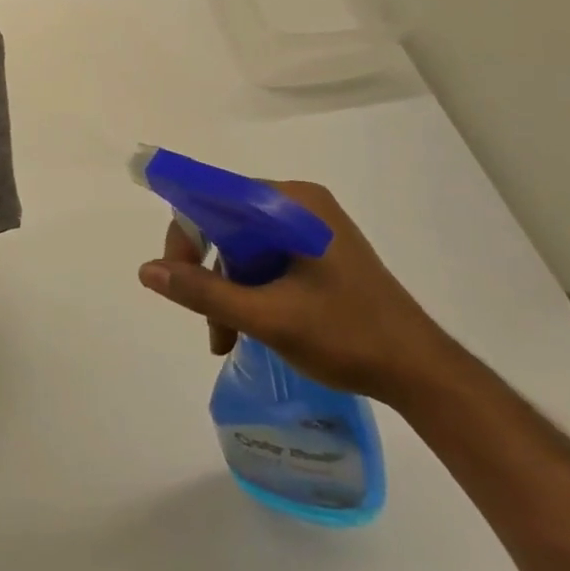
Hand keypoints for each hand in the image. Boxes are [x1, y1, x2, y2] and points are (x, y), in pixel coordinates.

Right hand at [138, 180, 453, 405]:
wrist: (422, 374)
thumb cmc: (347, 337)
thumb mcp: (268, 318)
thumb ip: (204, 292)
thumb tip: (147, 270)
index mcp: (292, 204)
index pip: (216, 196)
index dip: (186, 232)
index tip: (174, 275)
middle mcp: (299, 205)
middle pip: (227, 222)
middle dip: (208, 271)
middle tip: (204, 319)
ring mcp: (311, 228)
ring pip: (244, 245)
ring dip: (226, 287)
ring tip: (224, 338)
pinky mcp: (318, 252)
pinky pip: (265, 258)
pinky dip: (249, 289)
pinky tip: (246, 328)